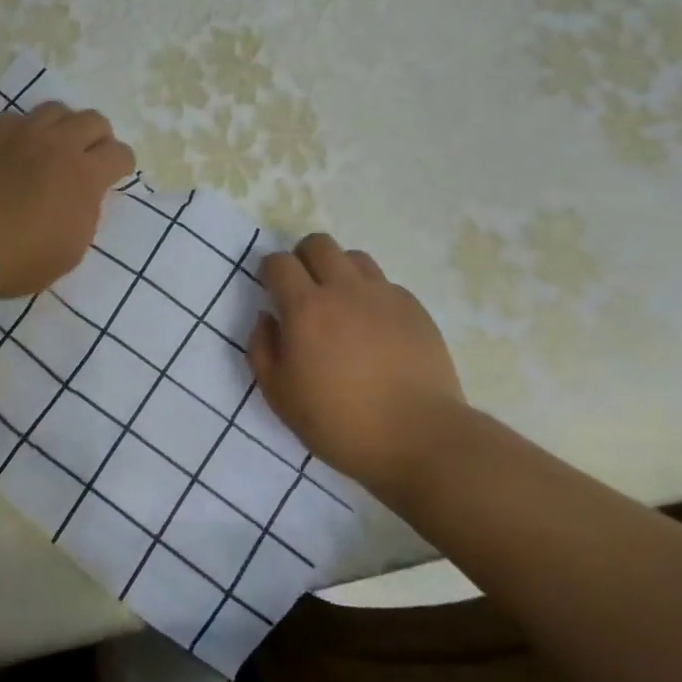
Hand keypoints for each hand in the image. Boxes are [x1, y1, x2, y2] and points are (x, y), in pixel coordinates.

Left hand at [0, 102, 135, 298]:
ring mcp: (23, 131)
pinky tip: (14, 149)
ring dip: (62, 126)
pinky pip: (17, 117)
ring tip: (52, 146)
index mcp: (85, 175)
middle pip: (93, 120)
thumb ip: (85, 214)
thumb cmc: (20, 258)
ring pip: (56, 109)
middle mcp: (59, 143)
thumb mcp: (70, 250)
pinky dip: (23, 131)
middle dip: (97, 138)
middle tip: (87, 157)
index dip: (121, 165)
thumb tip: (84, 195)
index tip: (113, 176)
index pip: (120, 154)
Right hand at [248, 234, 468, 489]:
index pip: (279, 262)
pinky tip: (374, 328)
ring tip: (341, 304)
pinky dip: (371, 295)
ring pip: (354, 257)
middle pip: (318, 244)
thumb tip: (267, 318)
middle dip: (303, 258)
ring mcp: (383, 296)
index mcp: (306, 309)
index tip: (271, 290)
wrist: (419, 438)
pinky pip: (385, 284)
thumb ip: (261, 349)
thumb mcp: (279, 396)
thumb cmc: (339, 422)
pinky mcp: (414, 309)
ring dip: (339, 271)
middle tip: (303, 289)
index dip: (270, 271)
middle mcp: (344, 290)